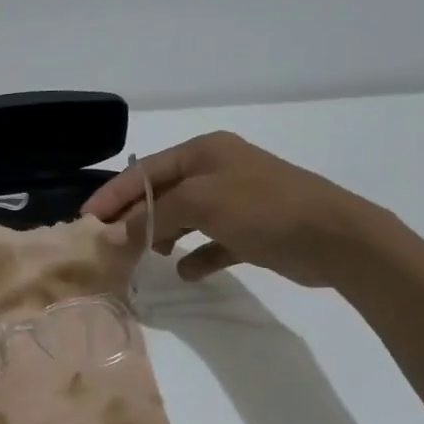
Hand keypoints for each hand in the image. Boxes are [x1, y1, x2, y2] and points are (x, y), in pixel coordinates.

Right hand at [83, 132, 390, 288]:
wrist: (337, 238)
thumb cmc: (263, 208)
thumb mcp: (200, 202)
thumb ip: (154, 214)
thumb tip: (121, 231)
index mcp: (204, 152)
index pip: (144, 171)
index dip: (113, 194)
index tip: (87, 220)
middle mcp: (217, 171)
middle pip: (162, 193)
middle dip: (135, 217)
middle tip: (110, 244)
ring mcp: (236, 201)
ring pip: (184, 217)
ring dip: (163, 235)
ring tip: (147, 256)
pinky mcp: (251, 231)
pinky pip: (212, 242)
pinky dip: (196, 255)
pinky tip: (186, 272)